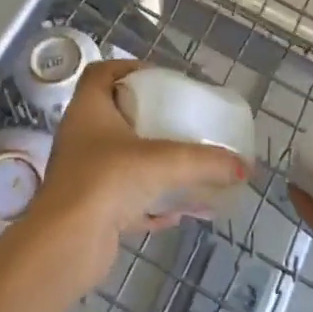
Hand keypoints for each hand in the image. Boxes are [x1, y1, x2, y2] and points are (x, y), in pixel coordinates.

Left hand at [23, 60, 247, 284]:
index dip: (126, 68)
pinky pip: (126, 200)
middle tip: (178, 121)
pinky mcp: (91, 210)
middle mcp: (81, 138)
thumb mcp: (163, 162)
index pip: (100, 73)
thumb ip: (205, 162)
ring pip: (122, 162)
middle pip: (114, 117)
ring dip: (153, 166)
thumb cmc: (108, 181)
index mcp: (88, 110)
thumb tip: (245, 167)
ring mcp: (84, 175)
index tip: (158, 79)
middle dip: (147, 119)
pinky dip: (151, 205)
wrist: (67, 243)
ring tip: (186, 168)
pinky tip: (178, 213)